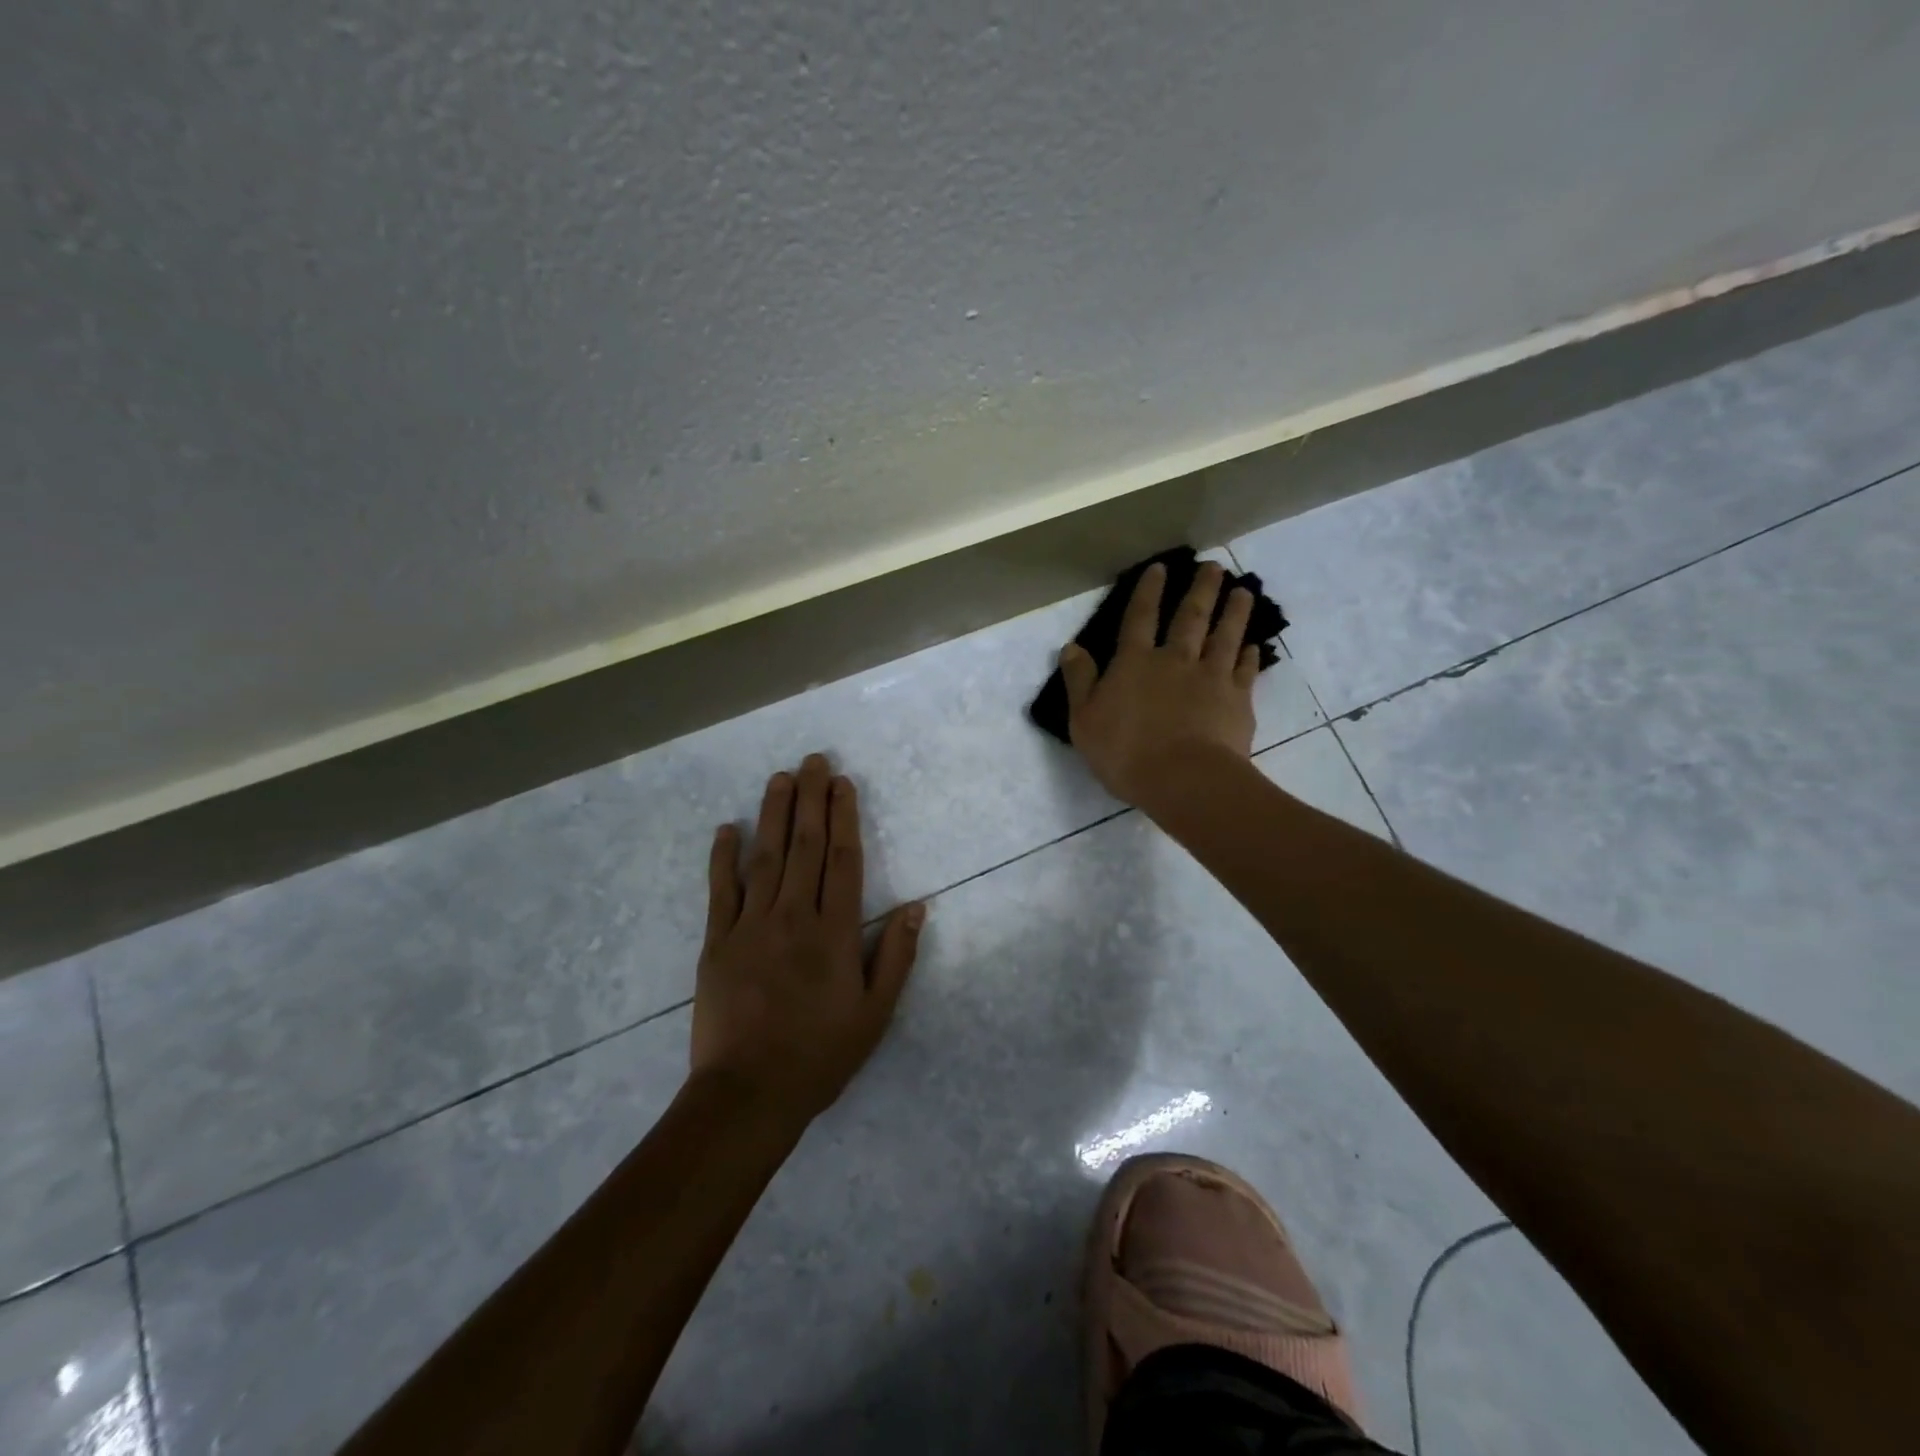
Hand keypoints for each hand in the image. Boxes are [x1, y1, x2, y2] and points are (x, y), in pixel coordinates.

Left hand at [691, 754, 924, 1122]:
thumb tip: (917, 907)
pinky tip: (726, 828)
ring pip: (765, 857)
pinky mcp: (717, 943)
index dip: (843, 818)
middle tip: (813, 760)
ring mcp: (750, 926)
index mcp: (834, 932)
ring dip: (773, 814)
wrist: (748, 1094)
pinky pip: (720, 891)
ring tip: (780, 777)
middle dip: (811, 799)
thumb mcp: (874, 1014)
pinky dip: (722, 858)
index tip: (843, 784)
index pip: (842, 860)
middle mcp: (794, 917)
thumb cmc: (819, 1055)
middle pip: (804, 846)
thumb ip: (896, 956)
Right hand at [1059, 560, 1260, 807]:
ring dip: (1234, 612)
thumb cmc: (1125, 752)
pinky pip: (1245, 670)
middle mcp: (1175, 660)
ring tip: (1243, 591)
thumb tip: (1071, 647)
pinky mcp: (1237, 699)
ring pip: (1224, 635)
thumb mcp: (1084, 720)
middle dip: (1201, 589)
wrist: (1183, 779)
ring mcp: (1211, 677)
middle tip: (1214, 567)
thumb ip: (1079, 681)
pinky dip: (1250, 655)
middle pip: (1190, 618)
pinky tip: (1253, 645)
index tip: (1161, 568)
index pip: (1140, 618)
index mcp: (1135, 663)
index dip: (1149, 591)